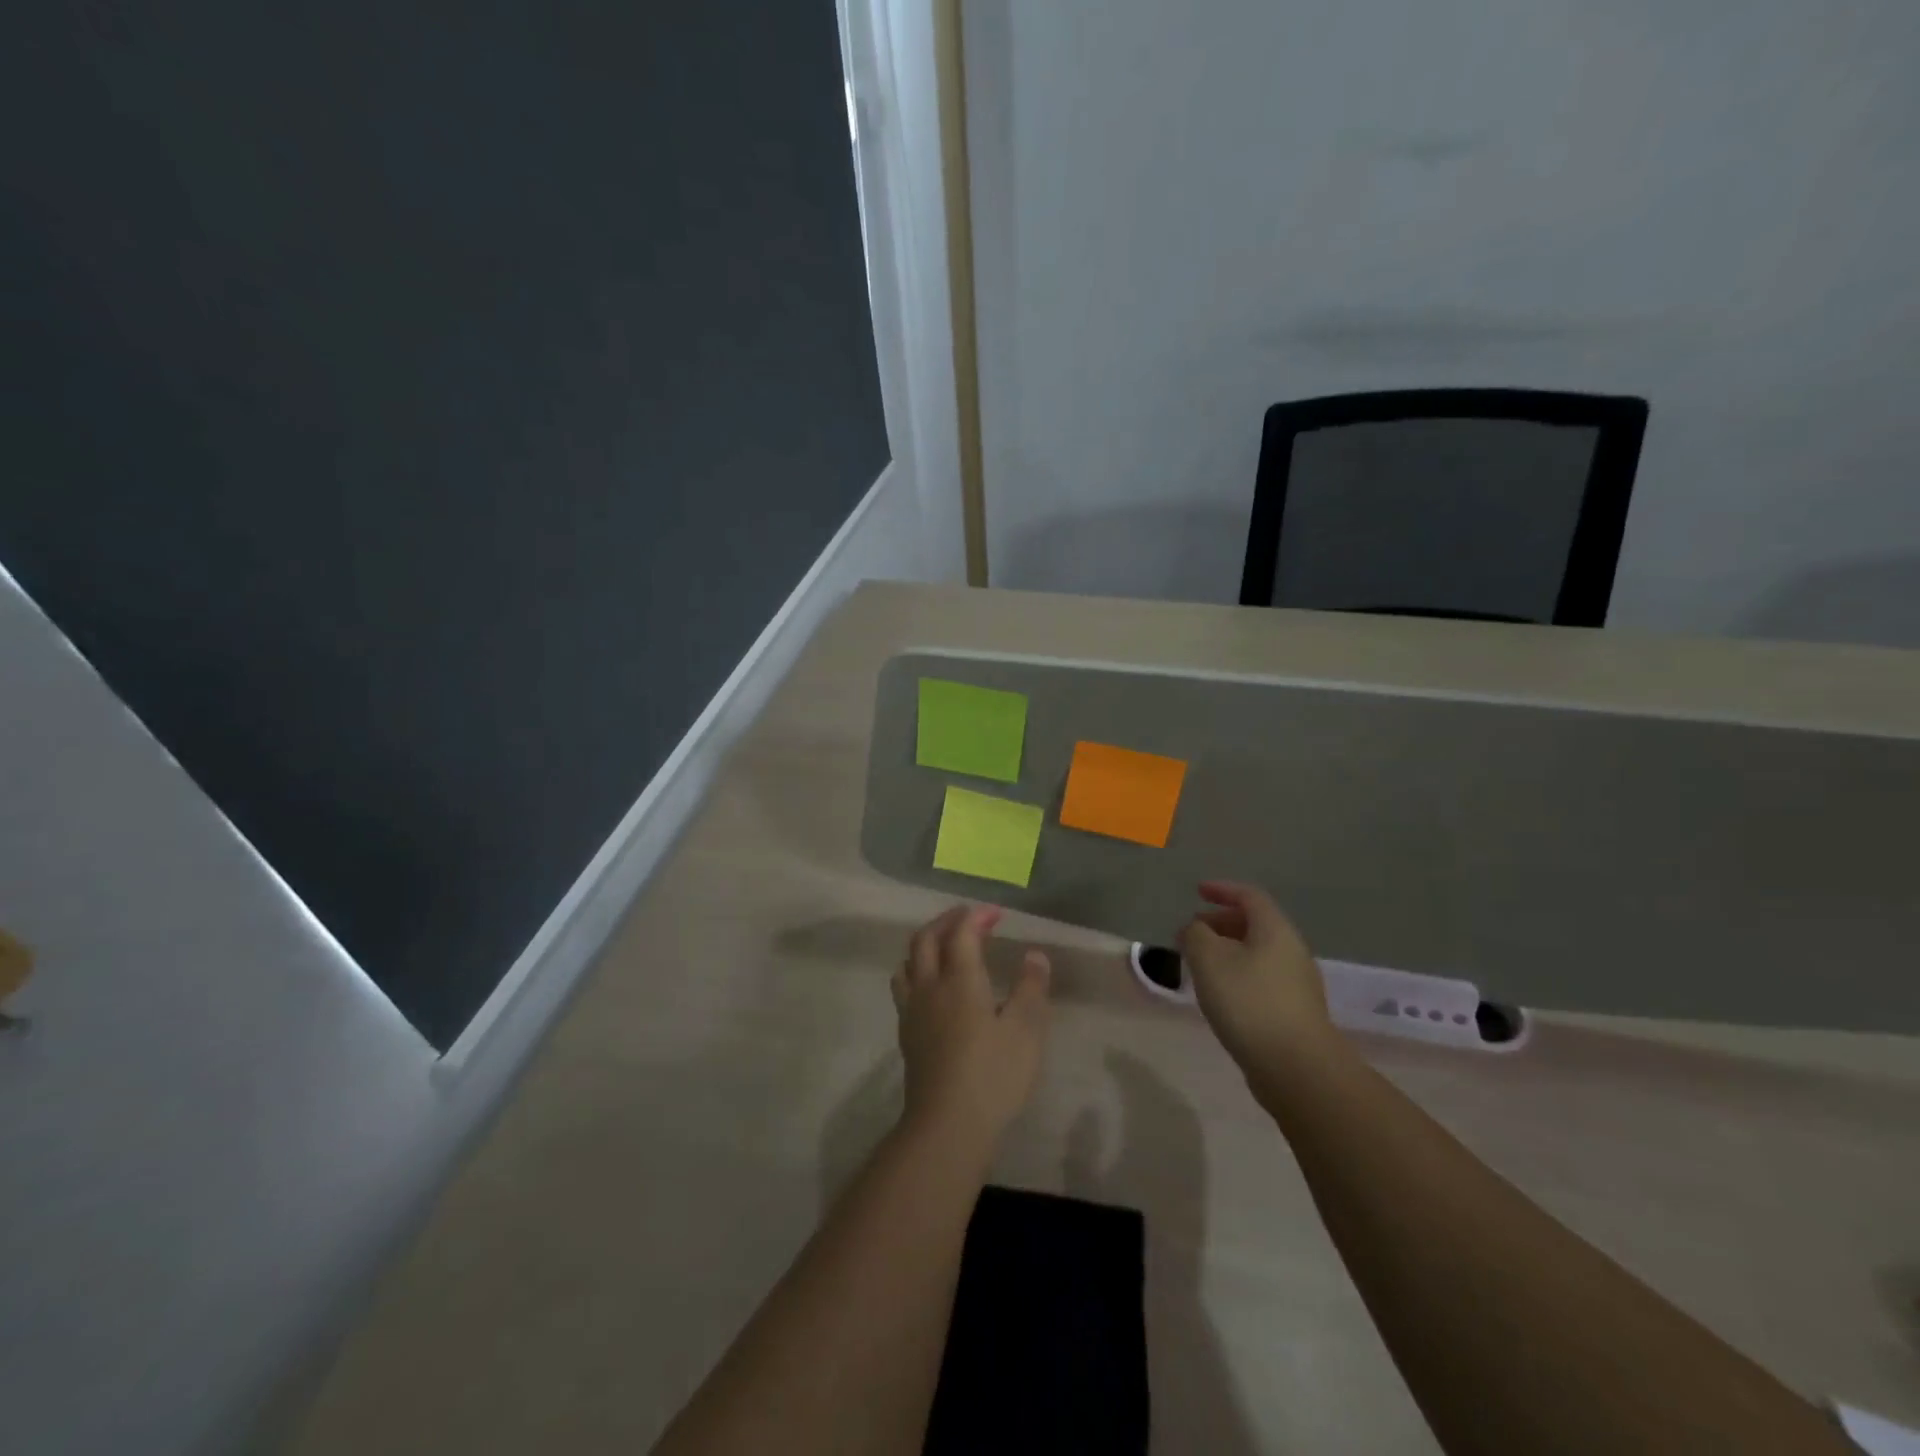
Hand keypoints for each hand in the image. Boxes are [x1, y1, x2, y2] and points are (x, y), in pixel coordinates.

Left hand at [891, 905, 1050, 1149]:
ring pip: (909, 962)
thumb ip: (1031, 988)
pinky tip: (933, 989)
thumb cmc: (992, 1075)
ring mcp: (913, 1010)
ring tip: (946, 947)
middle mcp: (930, 986)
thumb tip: (1035, 955)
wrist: (946, 1125)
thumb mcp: (1026, 1031)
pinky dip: (918, 971)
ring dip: (926, 944)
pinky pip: (905, 987)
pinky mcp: (907, 1034)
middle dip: (946, 921)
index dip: (977, 916)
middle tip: (969, 920)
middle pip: (925, 939)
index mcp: (959, 979)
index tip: (996, 913)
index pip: (962, 932)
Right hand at [1177, 881, 1336, 1076]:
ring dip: (1227, 950)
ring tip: (1199, 964)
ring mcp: (1297, 984)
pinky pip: (1262, 978)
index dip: (1222, 889)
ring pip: (1258, 953)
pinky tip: (1220, 994)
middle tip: (1192, 931)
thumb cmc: (1249, 1002)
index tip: (1197, 891)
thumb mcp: (1209, 959)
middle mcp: (1292, 950)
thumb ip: (1196, 935)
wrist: (1296, 1068)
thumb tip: (1196, 929)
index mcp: (1275, 930)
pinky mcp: (1294, 1012)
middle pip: (1255, 924)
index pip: (1249, 896)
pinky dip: (1238, 974)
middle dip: (1221, 922)